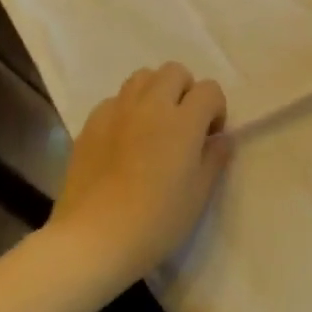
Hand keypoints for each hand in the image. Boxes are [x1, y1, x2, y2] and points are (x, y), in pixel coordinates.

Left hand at [50, 63, 231, 286]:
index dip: (216, 109)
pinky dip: (126, 110)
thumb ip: (215, 159)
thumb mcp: (199, 195)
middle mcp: (150, 105)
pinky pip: (114, 100)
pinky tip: (123, 141)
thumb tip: (221, 138)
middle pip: (174, 71)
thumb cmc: (156, 221)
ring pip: (141, 78)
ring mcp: (116, 112)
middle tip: (183, 126)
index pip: (209, 89)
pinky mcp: (90, 125)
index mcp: (183, 120)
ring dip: (155, 93)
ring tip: (153, 126)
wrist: (93, 240)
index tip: (209, 138)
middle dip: (186, 91)